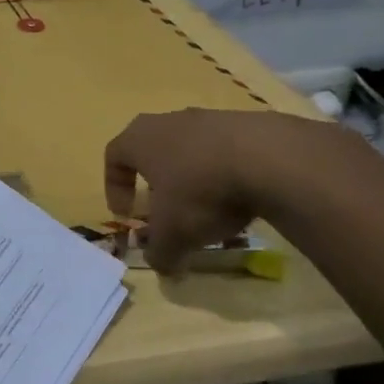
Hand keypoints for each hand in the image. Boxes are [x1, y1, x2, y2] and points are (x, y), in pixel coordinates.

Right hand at [103, 109, 331, 275]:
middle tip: (165, 209)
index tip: (127, 214)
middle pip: (152, 150)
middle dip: (156, 183)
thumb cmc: (201, 191)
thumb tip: (161, 265)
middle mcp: (168, 121)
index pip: (113, 156)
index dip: (115, 187)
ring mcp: (208, 118)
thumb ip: (160, 252)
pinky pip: (224, 152)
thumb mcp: (173, 234)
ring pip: (190, 151)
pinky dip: (226, 175)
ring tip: (209, 212)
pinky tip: (241, 201)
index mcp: (139, 139)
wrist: (269, 159)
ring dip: (193, 180)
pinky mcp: (245, 123)